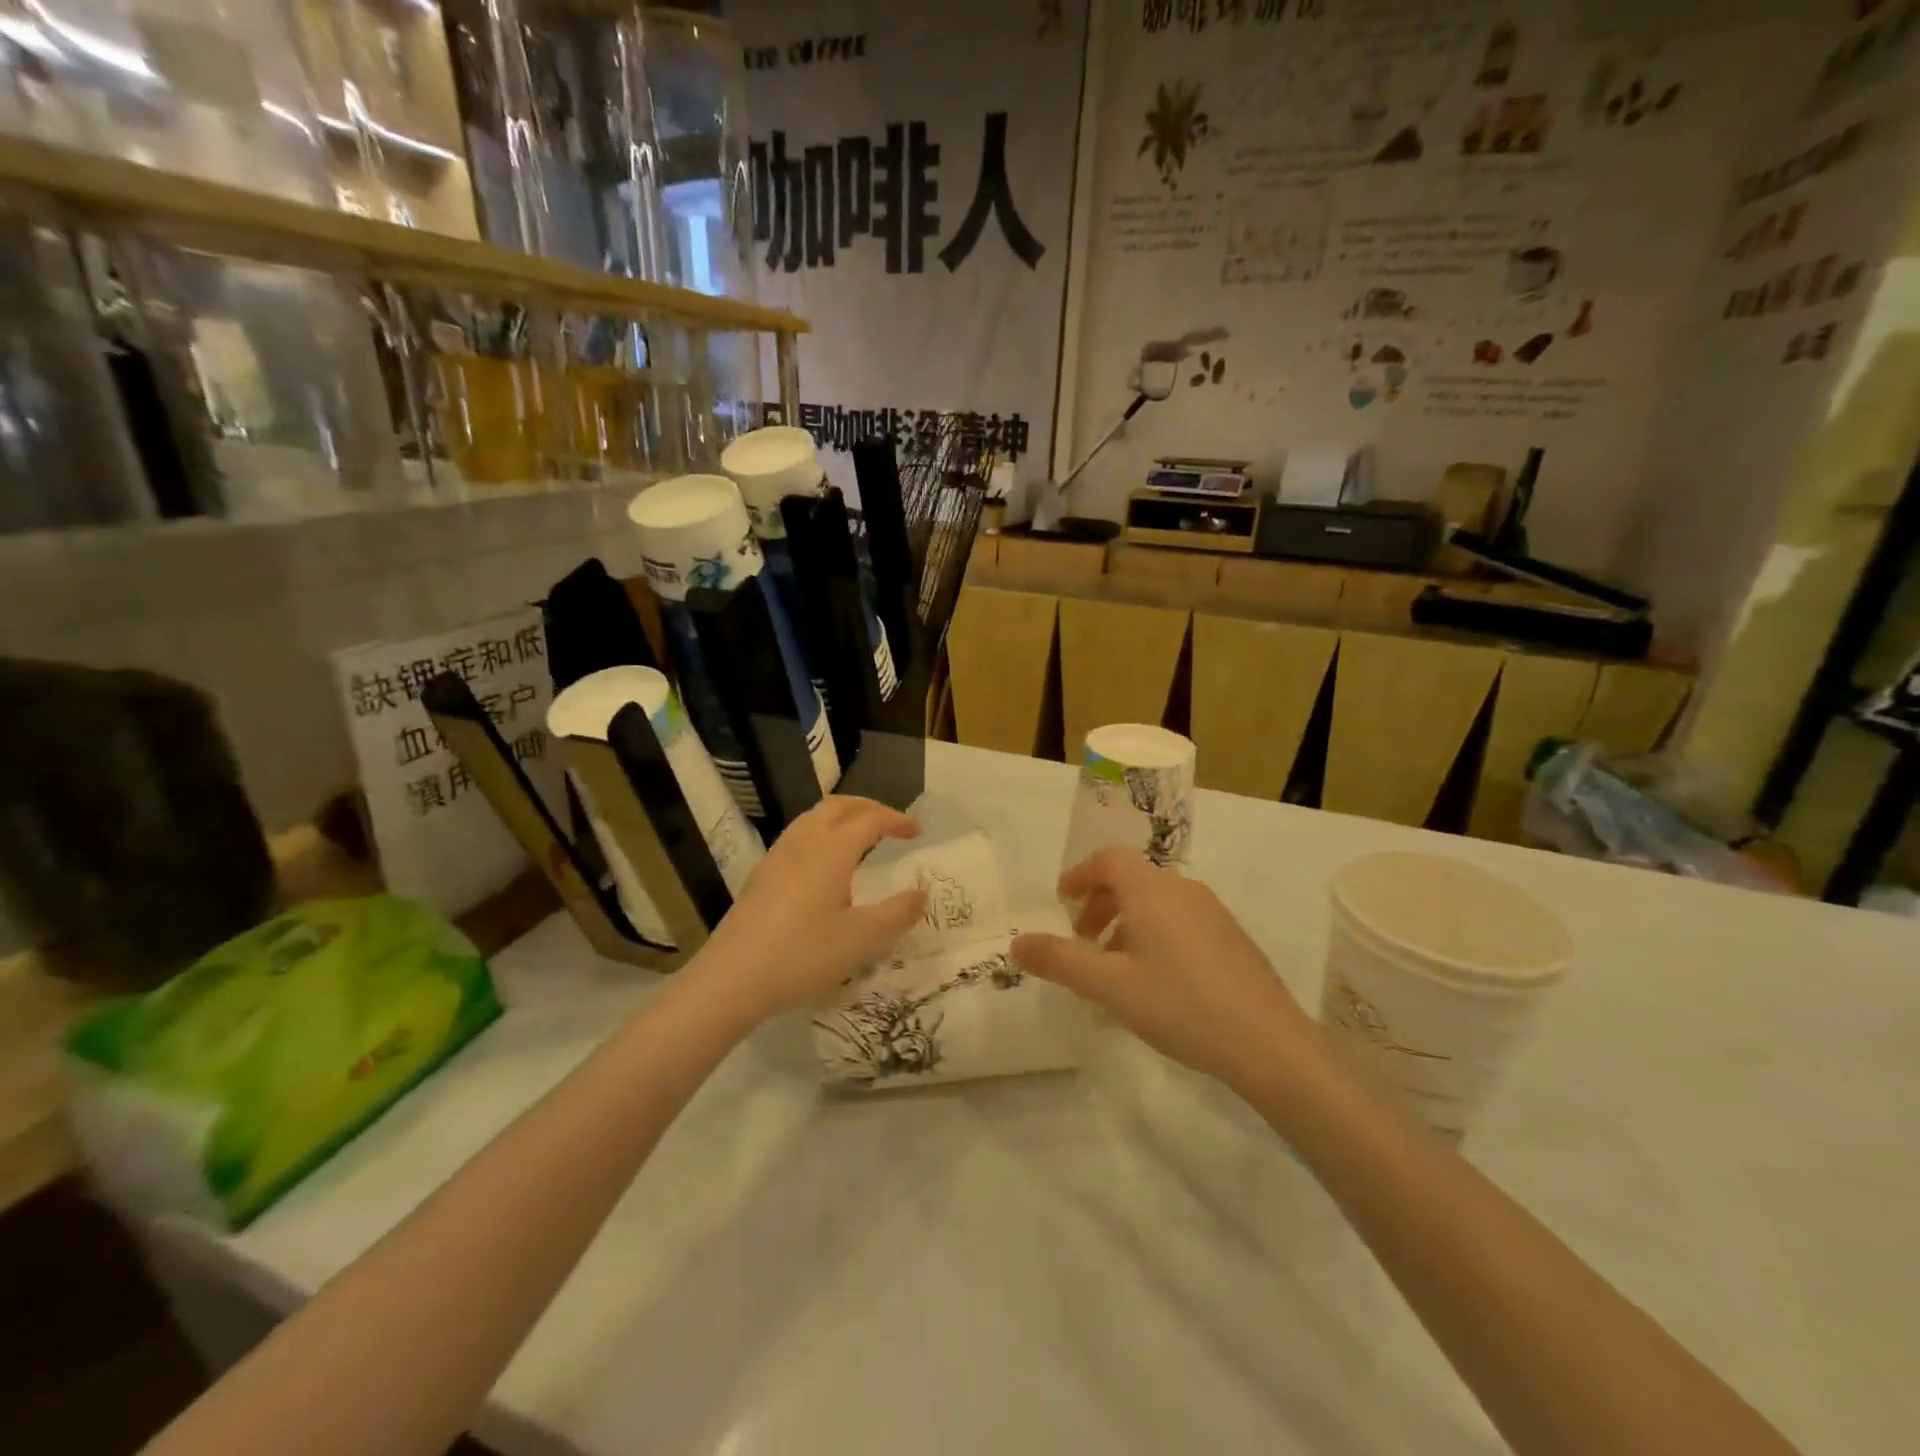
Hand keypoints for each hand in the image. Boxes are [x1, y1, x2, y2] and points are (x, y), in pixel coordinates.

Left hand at [691, 796, 924, 1025]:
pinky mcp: (762, 875)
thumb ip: (897, 914)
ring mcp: (777, 856)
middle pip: (839, 806)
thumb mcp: (861, 940)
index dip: (896, 820)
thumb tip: (920, 894)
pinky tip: (824, 864)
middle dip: (869, 808)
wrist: (732, 979)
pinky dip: (822, 832)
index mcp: (831, 850)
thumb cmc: (803, 955)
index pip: (870, 819)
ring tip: (860, 837)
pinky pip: (798, 835)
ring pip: (814, 817)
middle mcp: (804, 842)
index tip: (917, 831)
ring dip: (842, 817)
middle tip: (891, 823)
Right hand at [1011, 847, 1310, 1087]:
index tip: (1062, 901)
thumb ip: (1059, 961)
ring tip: (1115, 967)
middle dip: (1100, 903)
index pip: (1108, 859)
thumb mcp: (1109, 987)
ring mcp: (1213, 912)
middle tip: (1083, 941)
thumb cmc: (1179, 1004)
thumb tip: (1016, 943)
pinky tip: (1156, 981)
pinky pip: (1180, 920)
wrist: (1268, 1043)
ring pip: (1157, 902)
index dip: (1080, 874)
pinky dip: (1155, 934)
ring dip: (1127, 922)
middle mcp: (1183, 889)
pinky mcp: (1232, 937)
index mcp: (1151, 890)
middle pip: (1132, 879)